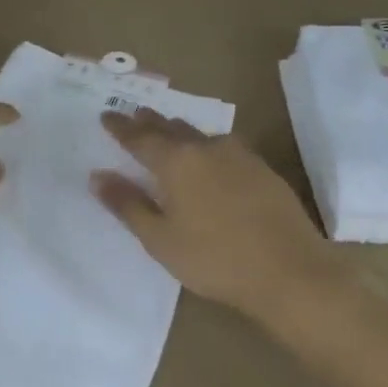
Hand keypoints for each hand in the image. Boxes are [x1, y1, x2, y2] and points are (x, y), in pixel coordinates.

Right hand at [94, 109, 340, 321]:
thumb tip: (97, 176)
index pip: (139, 137)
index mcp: (176, 162)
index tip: (105, 115)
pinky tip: (210, 157)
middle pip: (171, 127)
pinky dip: (207, 146)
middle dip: (149, 121)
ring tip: (169, 131)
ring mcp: (239, 156)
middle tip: (134, 114)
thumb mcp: (160, 239)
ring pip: (200, 134)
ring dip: (180, 131)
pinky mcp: (263, 169)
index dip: (120, 127)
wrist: (290, 271)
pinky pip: (225, 147)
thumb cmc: (214, 259)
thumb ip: (128, 205)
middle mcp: (206, 148)